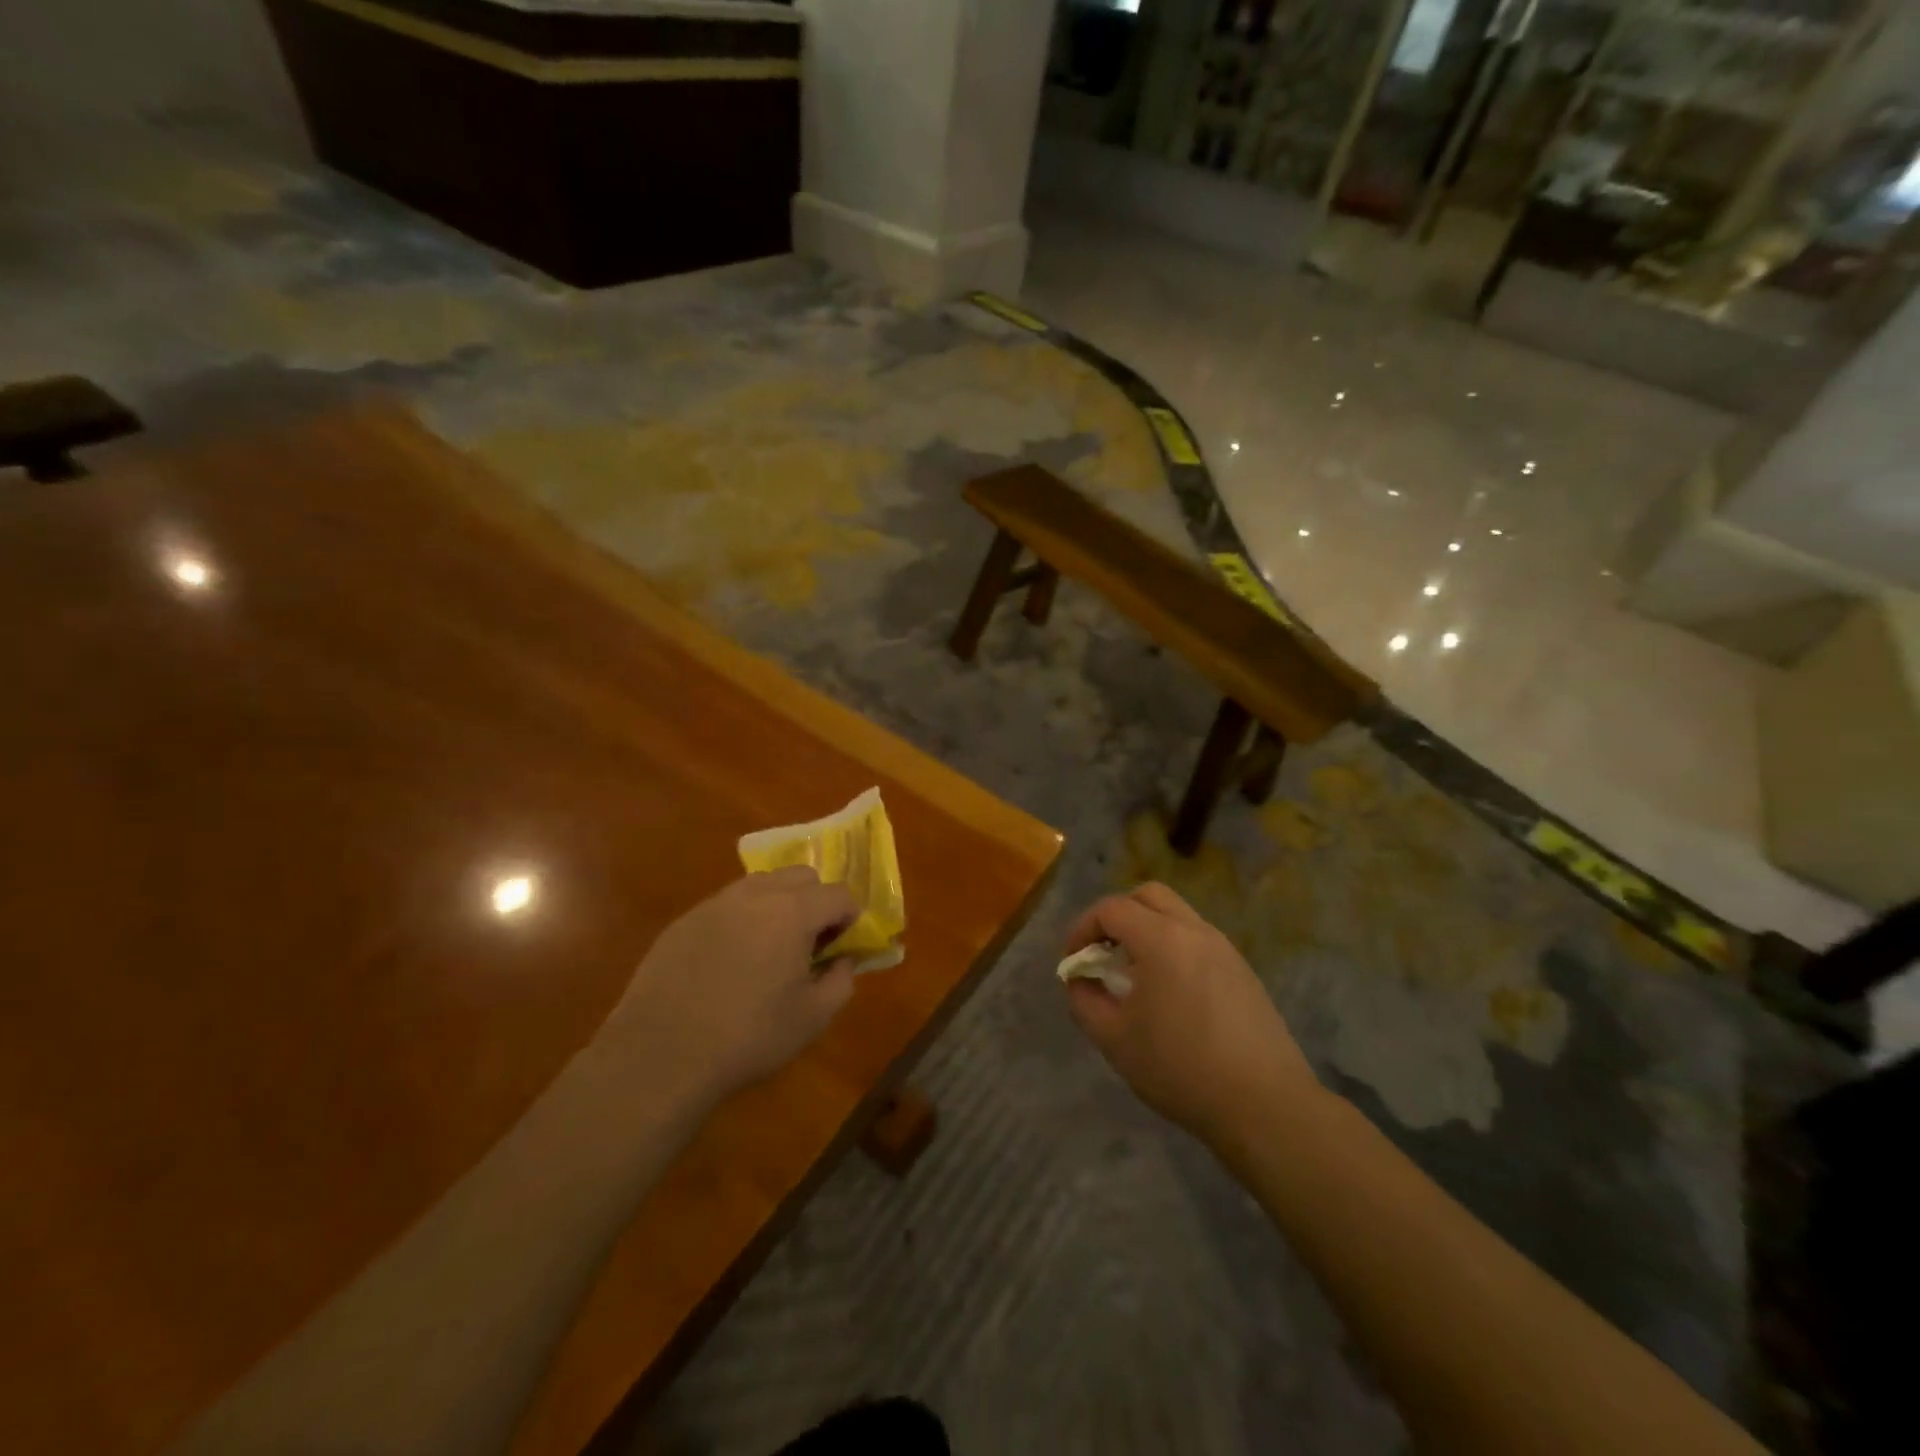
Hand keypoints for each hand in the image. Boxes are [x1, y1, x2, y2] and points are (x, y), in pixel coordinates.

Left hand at [603, 867, 858, 1104]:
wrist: (661, 1054)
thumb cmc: (748, 1036)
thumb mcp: (812, 1018)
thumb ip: (841, 981)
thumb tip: (842, 961)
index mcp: (793, 912)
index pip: (838, 894)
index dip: (849, 918)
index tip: (842, 946)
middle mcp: (756, 895)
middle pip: (801, 876)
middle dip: (816, 901)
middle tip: (809, 943)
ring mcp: (716, 903)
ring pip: (762, 885)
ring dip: (778, 905)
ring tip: (770, 948)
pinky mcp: (685, 920)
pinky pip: (727, 905)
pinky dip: (742, 920)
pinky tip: (730, 961)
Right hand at [1063, 883, 1322, 1144]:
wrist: (1264, 1104)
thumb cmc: (1180, 1067)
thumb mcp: (1114, 1039)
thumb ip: (1085, 1001)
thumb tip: (1079, 980)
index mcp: (1161, 939)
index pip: (1112, 909)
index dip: (1083, 928)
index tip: (1074, 960)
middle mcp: (1195, 931)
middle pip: (1148, 896)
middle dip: (1117, 915)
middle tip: (1103, 951)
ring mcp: (1224, 949)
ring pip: (1177, 916)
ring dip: (1147, 930)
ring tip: (1134, 973)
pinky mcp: (1243, 971)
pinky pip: (1198, 940)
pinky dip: (1174, 948)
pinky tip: (1170, 993)